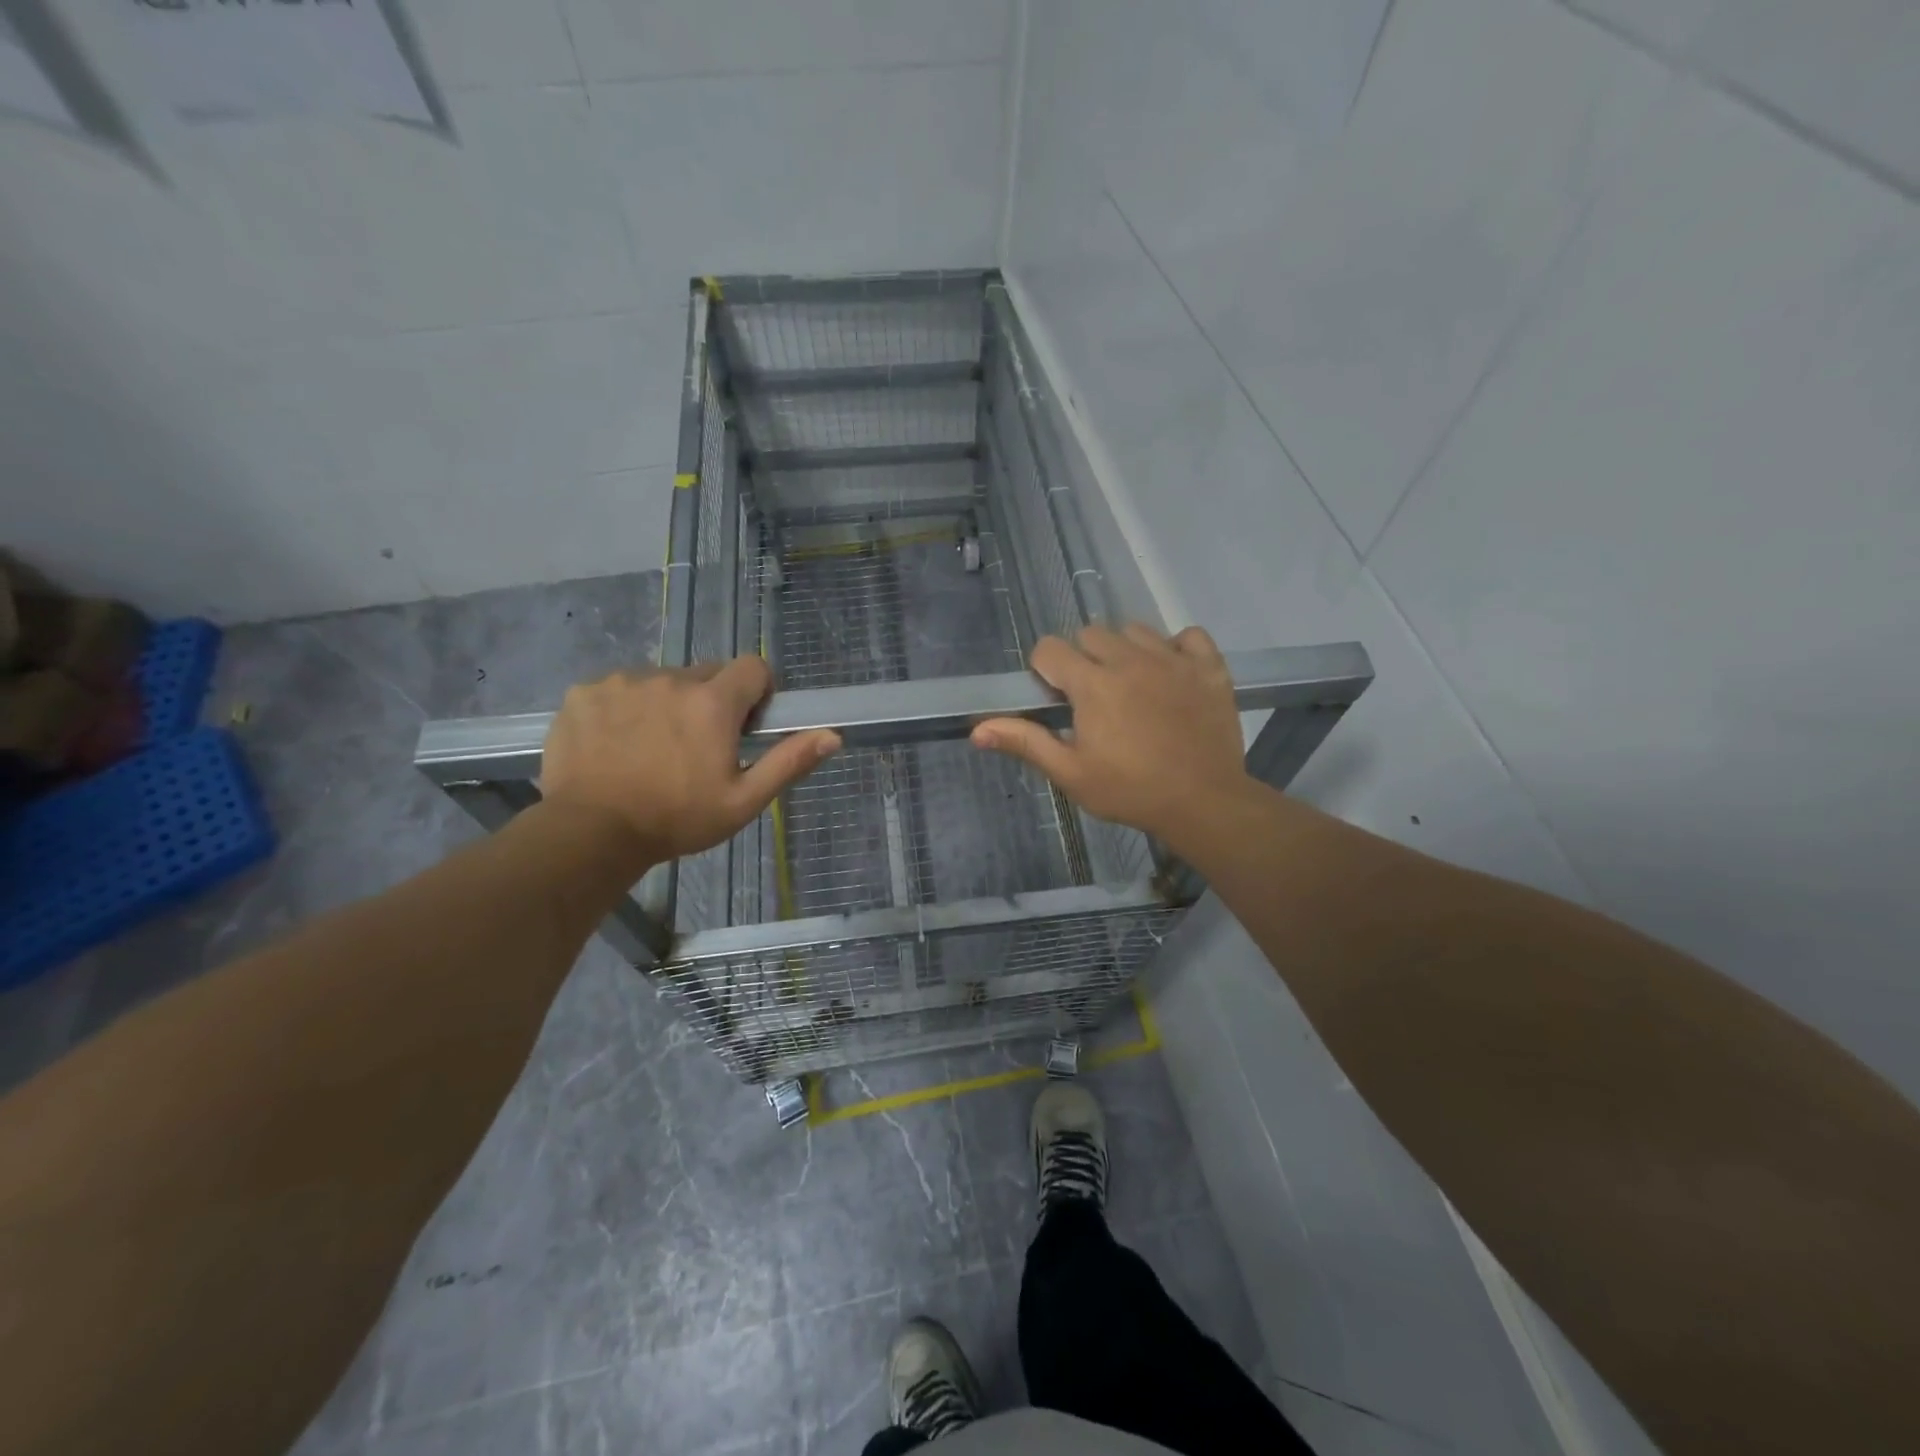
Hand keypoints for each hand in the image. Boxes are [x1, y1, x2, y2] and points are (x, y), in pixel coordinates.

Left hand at [541, 658, 839, 864]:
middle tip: (698, 747)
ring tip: (652, 749)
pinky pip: (619, 689)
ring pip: (661, 681)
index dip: (757, 692)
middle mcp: (670, 679)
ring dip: (667, 704)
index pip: (752, 667)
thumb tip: (833, 735)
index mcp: (712, 702)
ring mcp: (622, 682)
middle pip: (706, 674)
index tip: (745, 725)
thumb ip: (789, 762)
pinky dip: (625, 709)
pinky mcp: (585, 692)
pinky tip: (616, 745)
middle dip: (711, 702)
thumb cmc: (676, 819)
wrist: (590, 833)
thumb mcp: (743, 801)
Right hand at [970, 623, 1249, 844]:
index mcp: (1092, 684)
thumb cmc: (1129, 790)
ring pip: (1135, 630)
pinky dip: (1177, 648)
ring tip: (1132, 686)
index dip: (1045, 670)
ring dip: (1125, 651)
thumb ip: (1025, 742)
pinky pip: (1188, 635)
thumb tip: (976, 730)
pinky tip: (1172, 674)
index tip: (1056, 697)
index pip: (1050, 648)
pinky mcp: (1208, 667)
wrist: (1203, 802)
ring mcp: (1173, 659)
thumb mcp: (1070, 773)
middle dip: (1083, 659)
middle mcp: (1130, 660)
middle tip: (1093, 698)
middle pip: (1091, 634)